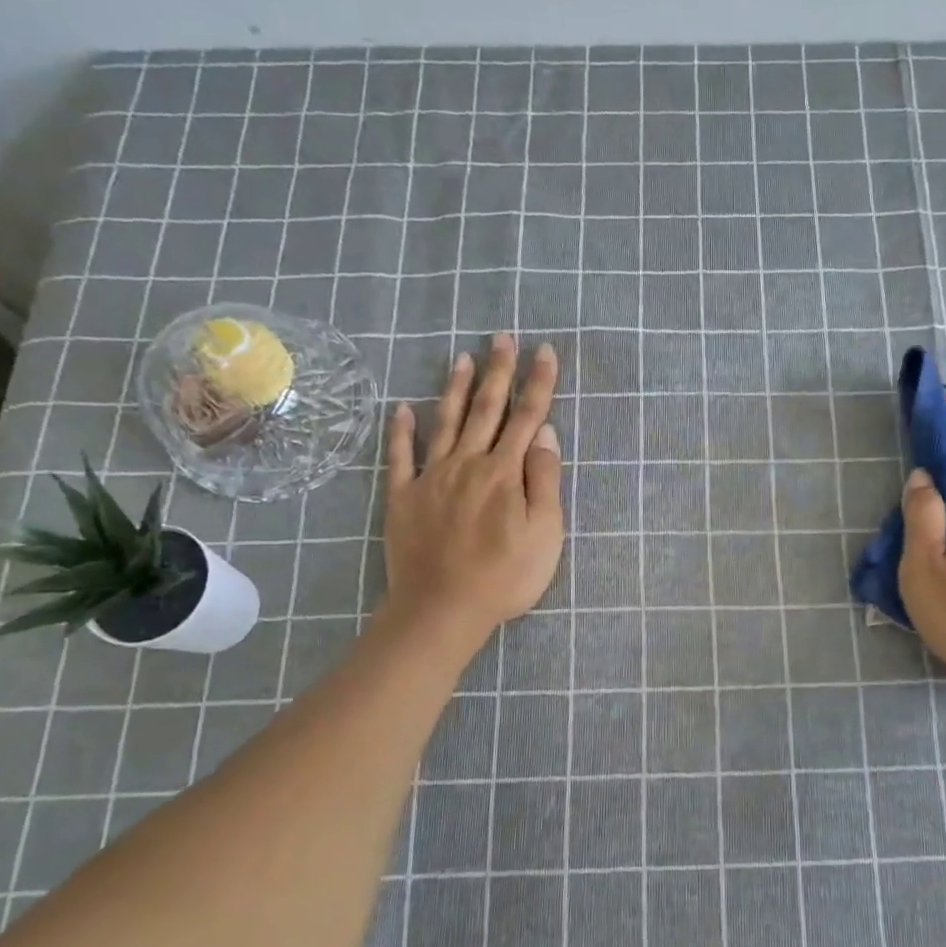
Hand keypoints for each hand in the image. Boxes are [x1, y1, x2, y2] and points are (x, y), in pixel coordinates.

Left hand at [380, 334, 563, 648]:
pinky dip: (401, 430)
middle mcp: (468, 463)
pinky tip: (402, 407)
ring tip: (463, 357)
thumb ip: (544, 481)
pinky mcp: (403, 497)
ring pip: (446, 422)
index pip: (526, 417)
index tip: (544, 351)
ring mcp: (432, 477)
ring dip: (456, 389)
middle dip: (498, 372)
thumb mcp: (545, 534)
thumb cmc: (505, 577)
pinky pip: (400, 455)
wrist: (442, 609)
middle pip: (487, 410)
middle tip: (503, 337)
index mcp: (505, 473)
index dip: (538, 383)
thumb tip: (544, 434)